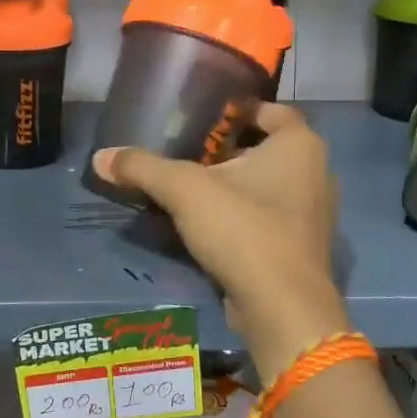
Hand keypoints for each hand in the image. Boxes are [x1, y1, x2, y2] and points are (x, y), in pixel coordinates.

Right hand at [90, 102, 347, 382]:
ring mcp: (313, 213)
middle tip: (188, 153)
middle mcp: (316, 172)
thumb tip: (100, 157)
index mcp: (299, 145)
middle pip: (267, 148)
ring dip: (235, 185)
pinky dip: (243, 216)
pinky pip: (270, 217)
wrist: (282, 307)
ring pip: (269, 185)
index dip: (238, 110)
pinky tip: (210, 226)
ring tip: (193, 189)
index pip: (271, 110)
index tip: (204, 118)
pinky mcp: (302, 247)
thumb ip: (143, 168)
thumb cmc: (243, 229)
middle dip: (229, 150)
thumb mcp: (184, 191)